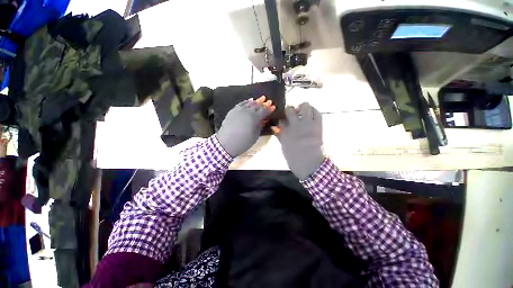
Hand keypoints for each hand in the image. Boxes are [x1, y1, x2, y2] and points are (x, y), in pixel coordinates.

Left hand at [216, 96, 275, 156]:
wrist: (225, 144)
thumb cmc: (243, 142)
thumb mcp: (255, 136)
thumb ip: (260, 126)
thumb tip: (263, 120)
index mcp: (254, 117)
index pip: (263, 111)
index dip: (269, 109)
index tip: (273, 106)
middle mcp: (247, 111)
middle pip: (257, 105)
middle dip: (263, 103)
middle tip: (268, 101)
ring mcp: (239, 110)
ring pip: (249, 103)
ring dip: (255, 101)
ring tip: (260, 99)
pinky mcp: (232, 111)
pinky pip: (240, 104)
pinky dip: (246, 102)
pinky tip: (249, 101)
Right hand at [271, 102, 323, 179]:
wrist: (309, 163)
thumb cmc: (294, 158)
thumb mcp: (284, 146)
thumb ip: (280, 135)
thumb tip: (274, 128)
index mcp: (285, 130)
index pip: (280, 119)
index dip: (281, 117)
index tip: (282, 118)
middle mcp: (295, 124)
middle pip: (290, 109)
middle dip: (290, 109)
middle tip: (292, 113)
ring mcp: (307, 123)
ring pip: (305, 105)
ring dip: (303, 107)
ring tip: (303, 112)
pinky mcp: (317, 125)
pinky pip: (317, 112)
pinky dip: (314, 111)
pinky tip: (311, 115)